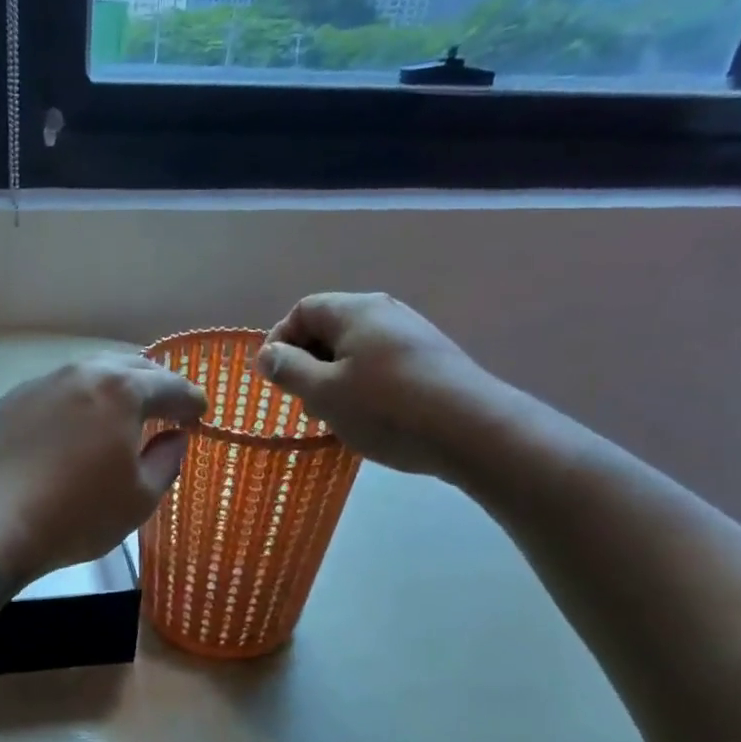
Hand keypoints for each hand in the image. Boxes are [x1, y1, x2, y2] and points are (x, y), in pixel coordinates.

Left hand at [0, 353, 206, 579]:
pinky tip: (76, 426)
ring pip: (89, 373)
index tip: (200, 416)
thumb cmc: (77, 514)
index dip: (191, 401)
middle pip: (130, 367)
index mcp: (121, 390)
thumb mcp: (140, 498)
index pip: (171, 386)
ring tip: (123, 412)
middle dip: (156, 384)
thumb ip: (166, 460)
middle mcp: (81, 373)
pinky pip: (58, 392)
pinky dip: (78, 401)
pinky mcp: (11, 402)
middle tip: (168, 408)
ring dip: (114, 388)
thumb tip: (174, 437)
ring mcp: (41, 384)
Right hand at [256, 293, 510, 477]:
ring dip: (333, 378)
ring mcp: (412, 336)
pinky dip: (362, 385)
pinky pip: (380, 365)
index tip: (272, 378)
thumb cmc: (387, 409)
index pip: (303, 310)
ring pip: (355, 350)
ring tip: (333, 415)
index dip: (279, 340)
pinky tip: (368, 417)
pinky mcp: (430, 361)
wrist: (474, 431)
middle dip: (306, 362)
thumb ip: (289, 370)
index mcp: (355, 311)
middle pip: (329, 328)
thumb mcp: (324, 393)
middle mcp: (385, 313)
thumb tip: (266, 353)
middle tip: (301, 402)